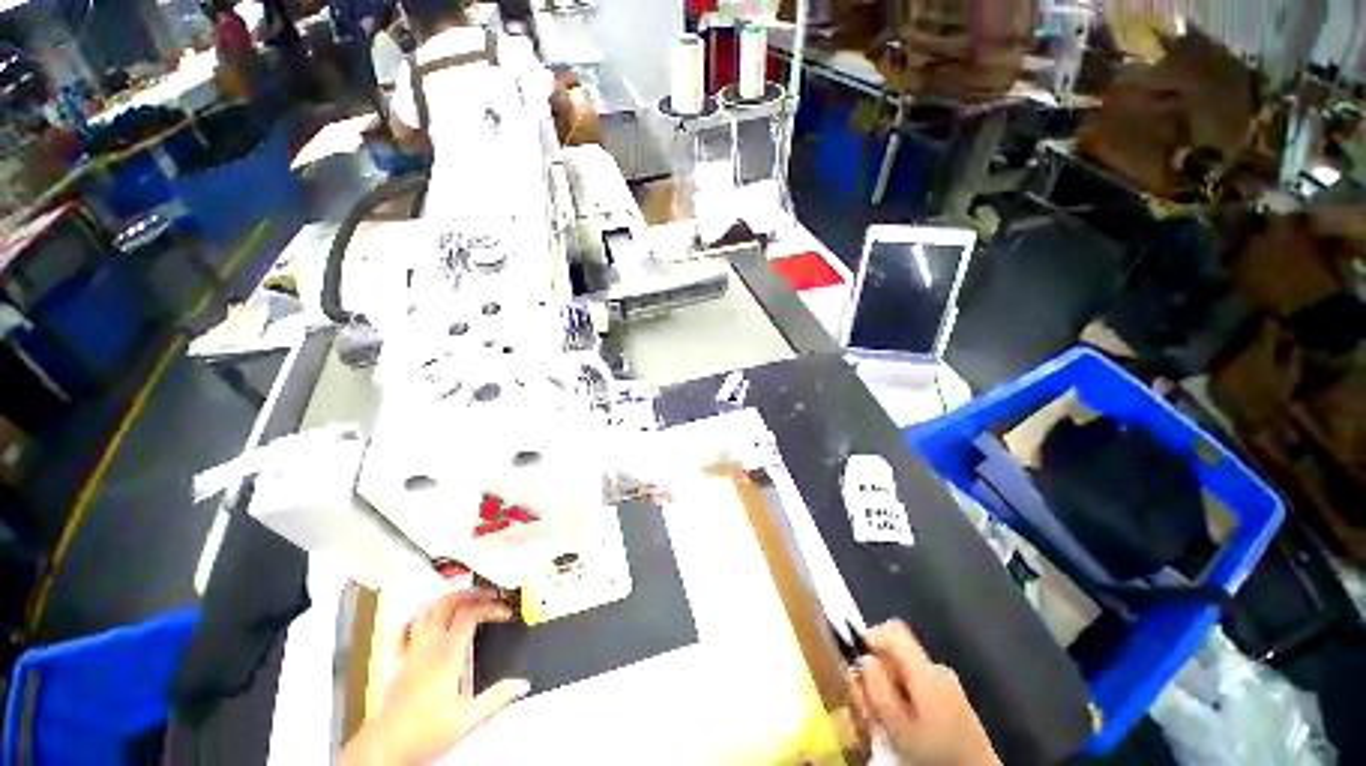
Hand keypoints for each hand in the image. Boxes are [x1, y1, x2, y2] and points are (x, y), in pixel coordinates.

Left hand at [342, 590, 529, 765]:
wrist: (384, 748)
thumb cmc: (422, 734)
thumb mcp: (466, 720)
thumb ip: (496, 698)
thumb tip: (521, 684)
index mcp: (447, 655)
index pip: (471, 613)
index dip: (491, 606)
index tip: (504, 612)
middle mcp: (428, 647)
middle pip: (449, 602)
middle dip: (472, 592)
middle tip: (489, 593)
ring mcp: (411, 651)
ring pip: (429, 610)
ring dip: (449, 598)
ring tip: (465, 596)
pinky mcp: (399, 661)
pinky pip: (407, 628)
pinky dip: (421, 614)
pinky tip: (428, 614)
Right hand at [851, 620, 998, 765]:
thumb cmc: (936, 753)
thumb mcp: (899, 726)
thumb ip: (879, 689)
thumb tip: (865, 658)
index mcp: (927, 671)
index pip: (894, 631)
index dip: (871, 635)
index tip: (857, 658)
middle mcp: (938, 669)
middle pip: (898, 652)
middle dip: (878, 670)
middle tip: (867, 699)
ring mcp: (948, 683)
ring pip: (906, 670)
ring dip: (889, 686)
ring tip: (883, 716)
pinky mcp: (953, 698)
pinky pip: (918, 683)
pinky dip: (904, 695)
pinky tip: (902, 721)